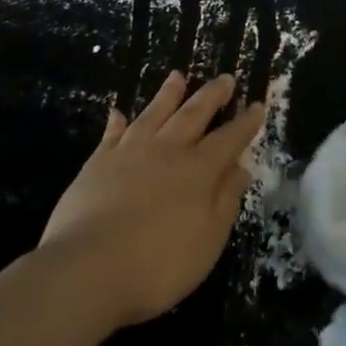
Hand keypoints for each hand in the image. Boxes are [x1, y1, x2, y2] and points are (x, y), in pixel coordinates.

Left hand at [38, 71, 265, 330]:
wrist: (86, 269)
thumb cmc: (156, 265)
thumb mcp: (207, 241)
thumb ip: (225, 201)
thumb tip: (241, 168)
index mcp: (199, 170)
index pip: (229, 138)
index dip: (245, 123)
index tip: (258, 105)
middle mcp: (168, 150)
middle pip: (194, 114)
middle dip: (212, 95)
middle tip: (226, 78)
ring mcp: (130, 151)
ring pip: (155, 112)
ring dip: (169, 94)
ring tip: (178, 76)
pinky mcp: (98, 162)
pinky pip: (112, 134)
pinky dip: (117, 122)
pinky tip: (118, 113)